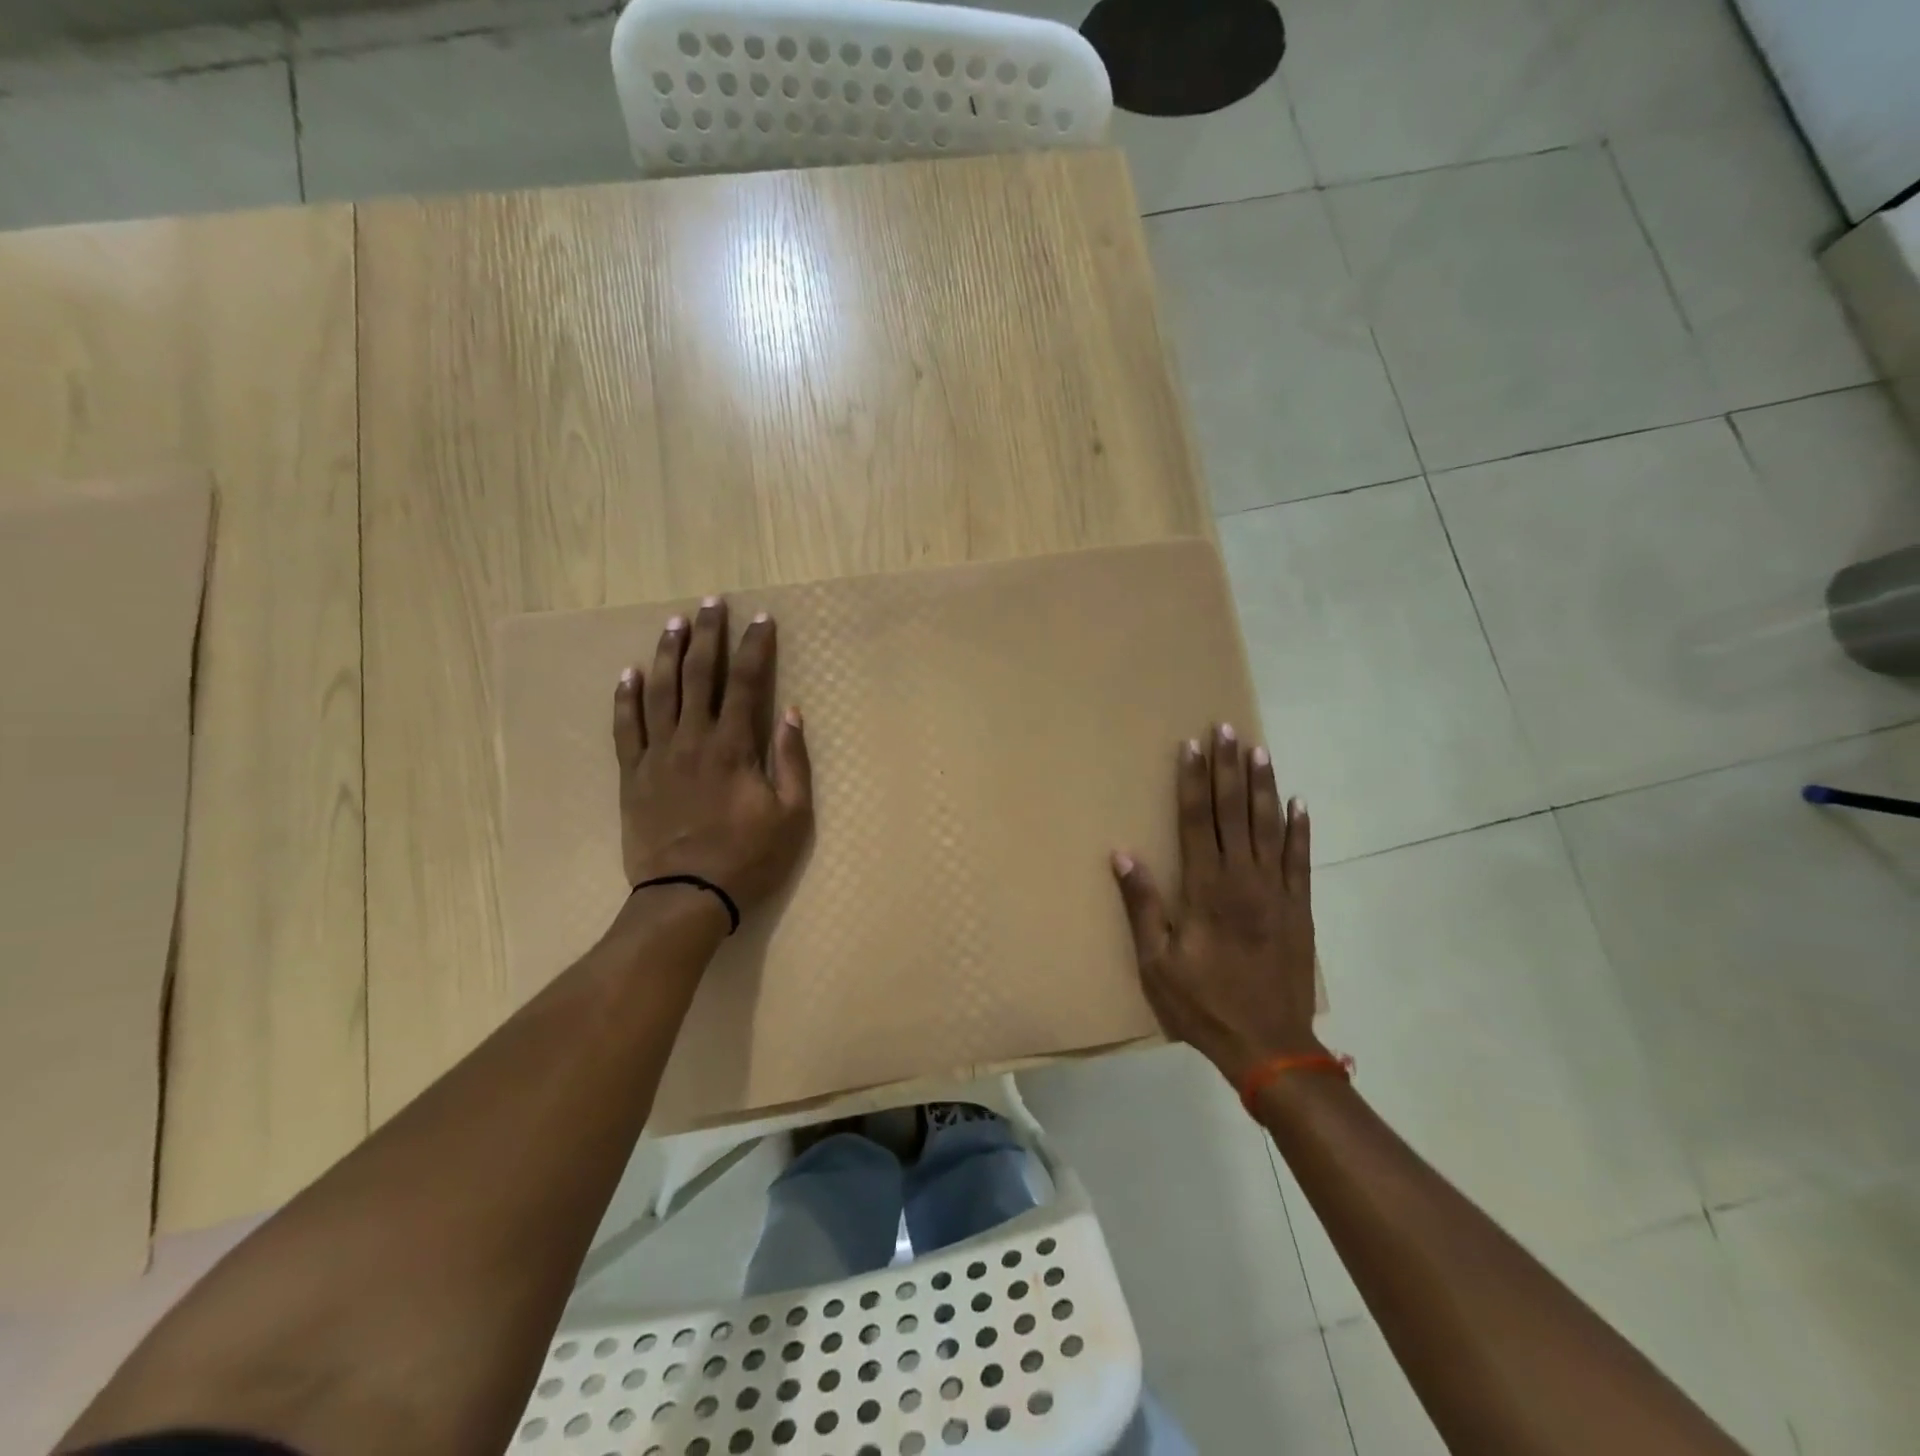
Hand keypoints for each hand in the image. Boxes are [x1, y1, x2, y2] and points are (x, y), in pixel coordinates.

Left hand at [613, 597, 812, 917]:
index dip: (755, 648)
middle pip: (699, 675)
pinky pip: (625, 727)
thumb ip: (792, 761)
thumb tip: (790, 713)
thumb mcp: (792, 815)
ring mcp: (657, 755)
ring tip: (674, 623)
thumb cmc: (748, 857)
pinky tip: (629, 673)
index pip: (747, 683)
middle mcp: (693, 739)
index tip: (761, 619)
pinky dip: (626, 697)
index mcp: (734, 747)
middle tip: (711, 602)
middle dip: (708, 635)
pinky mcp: (632, 775)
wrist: (687, 896)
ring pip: (660, 692)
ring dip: (668, 653)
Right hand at [1111, 725, 1322, 1084]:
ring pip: (1268, 826)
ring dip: (1262, 787)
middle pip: (1233, 812)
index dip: (1193, 781)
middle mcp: (1243, 879)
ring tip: (1260, 750)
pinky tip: (1298, 804)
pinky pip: (1300, 859)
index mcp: (1206, 889)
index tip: (1191, 747)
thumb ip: (1142, 906)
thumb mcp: (1157, 963)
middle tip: (1226, 730)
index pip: (1198, 821)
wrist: (1270, 1045)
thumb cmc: (1204, 1004)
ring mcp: (1276, 891)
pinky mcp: (1299, 908)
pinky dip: (1300, 830)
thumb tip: (1123, 854)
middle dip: (1228, 768)